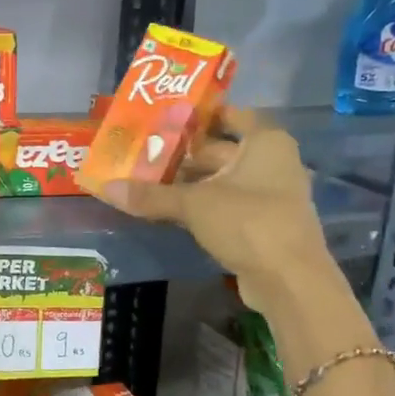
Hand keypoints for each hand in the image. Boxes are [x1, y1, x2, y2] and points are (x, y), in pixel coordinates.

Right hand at [94, 110, 373, 370]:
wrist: (288, 280)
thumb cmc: (247, 221)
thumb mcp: (193, 204)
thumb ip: (151, 195)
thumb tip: (106, 188)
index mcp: (265, 142)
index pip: (232, 115)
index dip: (200, 115)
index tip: (165, 118)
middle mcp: (272, 161)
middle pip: (221, 150)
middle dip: (183, 154)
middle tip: (143, 152)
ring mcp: (269, 195)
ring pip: (221, 180)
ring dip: (189, 183)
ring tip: (146, 180)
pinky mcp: (261, 224)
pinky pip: (225, 205)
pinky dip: (200, 205)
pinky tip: (168, 210)